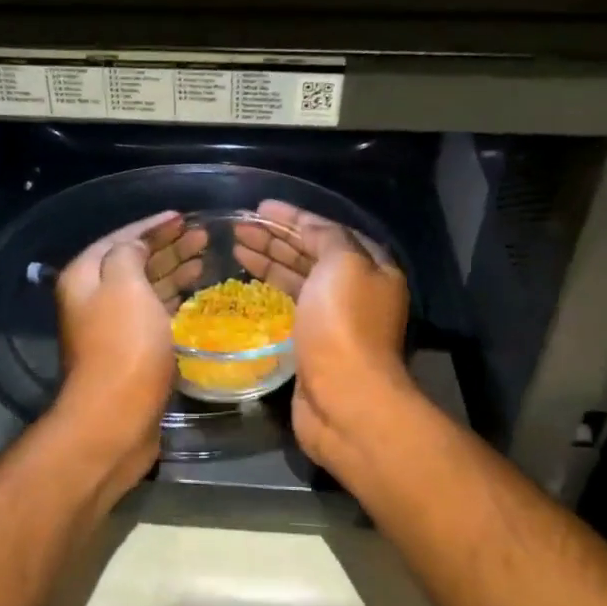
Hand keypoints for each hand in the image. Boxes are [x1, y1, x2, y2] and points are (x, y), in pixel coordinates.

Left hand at [53, 210, 205, 483]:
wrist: (116, 417)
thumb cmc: (123, 345)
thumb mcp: (124, 285)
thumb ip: (129, 254)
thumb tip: (135, 246)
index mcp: (85, 276)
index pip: (121, 238)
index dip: (151, 225)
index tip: (182, 216)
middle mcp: (94, 298)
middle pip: (134, 262)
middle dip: (167, 246)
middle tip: (202, 236)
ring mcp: (112, 327)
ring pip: (147, 288)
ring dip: (174, 271)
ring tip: (205, 259)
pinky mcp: (132, 351)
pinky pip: (155, 314)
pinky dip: (175, 300)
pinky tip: (196, 295)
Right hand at [232, 199, 412, 474]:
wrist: (344, 399)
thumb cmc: (343, 325)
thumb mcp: (342, 264)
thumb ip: (326, 237)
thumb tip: (308, 225)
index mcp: (371, 267)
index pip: (328, 231)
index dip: (294, 216)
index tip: (260, 206)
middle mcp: (355, 290)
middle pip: (310, 254)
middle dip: (276, 237)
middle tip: (239, 226)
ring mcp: (333, 320)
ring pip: (297, 280)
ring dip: (268, 261)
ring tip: (236, 247)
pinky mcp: (311, 344)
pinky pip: (287, 307)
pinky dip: (269, 291)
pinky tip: (247, 283)